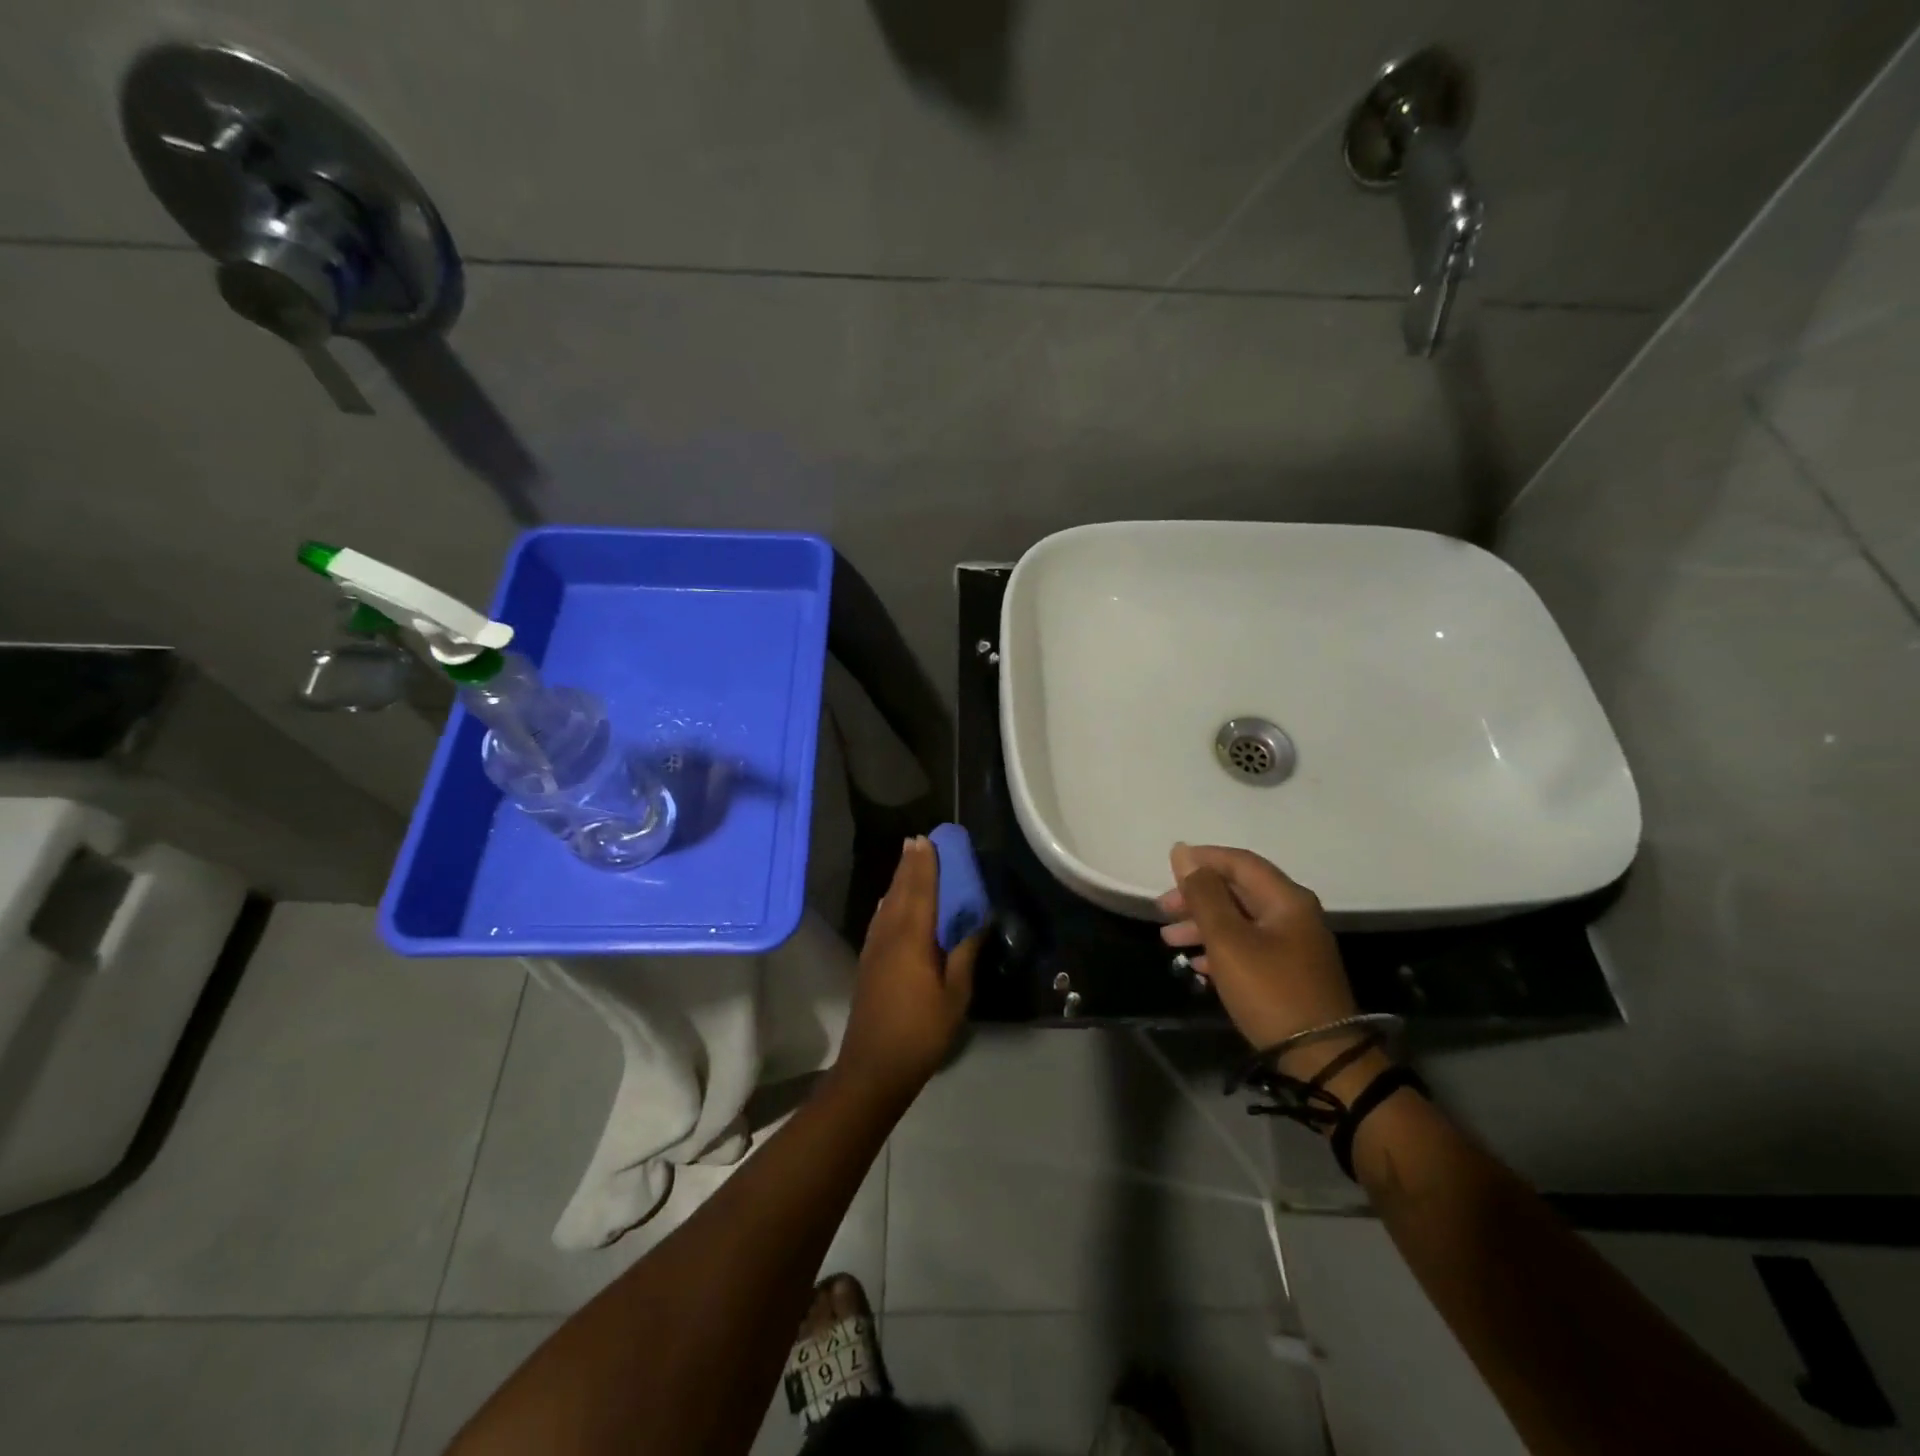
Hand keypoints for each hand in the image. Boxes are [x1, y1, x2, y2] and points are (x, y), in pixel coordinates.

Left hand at [836, 836, 980, 1104]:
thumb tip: (977, 920)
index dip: (924, 865)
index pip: (919, 891)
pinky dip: (889, 902)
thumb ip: (964, 953)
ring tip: (907, 862)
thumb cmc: (921, 1031)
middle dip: (909, 866)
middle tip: (917, 841)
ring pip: (887, 904)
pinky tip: (891, 902)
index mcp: (911, 938)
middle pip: (899, 891)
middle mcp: (888, 934)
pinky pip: (880, 918)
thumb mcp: (955, 995)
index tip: (928, 840)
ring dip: (898, 881)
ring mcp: (874, 948)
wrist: (874, 1066)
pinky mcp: (869, 962)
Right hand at [1159, 843, 1382, 1094]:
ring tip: (1169, 941)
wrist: (1321, 1059)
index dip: (1203, 859)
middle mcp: (1294, 914)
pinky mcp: (1290, 973)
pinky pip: (1249, 947)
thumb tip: (1183, 853)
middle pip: (1239, 891)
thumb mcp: (1228, 940)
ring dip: (1203, 925)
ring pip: (1240, 921)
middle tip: (1163, 911)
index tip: (1168, 867)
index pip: (1240, 862)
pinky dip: (1220, 949)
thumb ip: (1203, 895)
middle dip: (1197, 897)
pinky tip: (1197, 964)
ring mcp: (1294, 945)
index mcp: (1286, 899)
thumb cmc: (1270, 991)